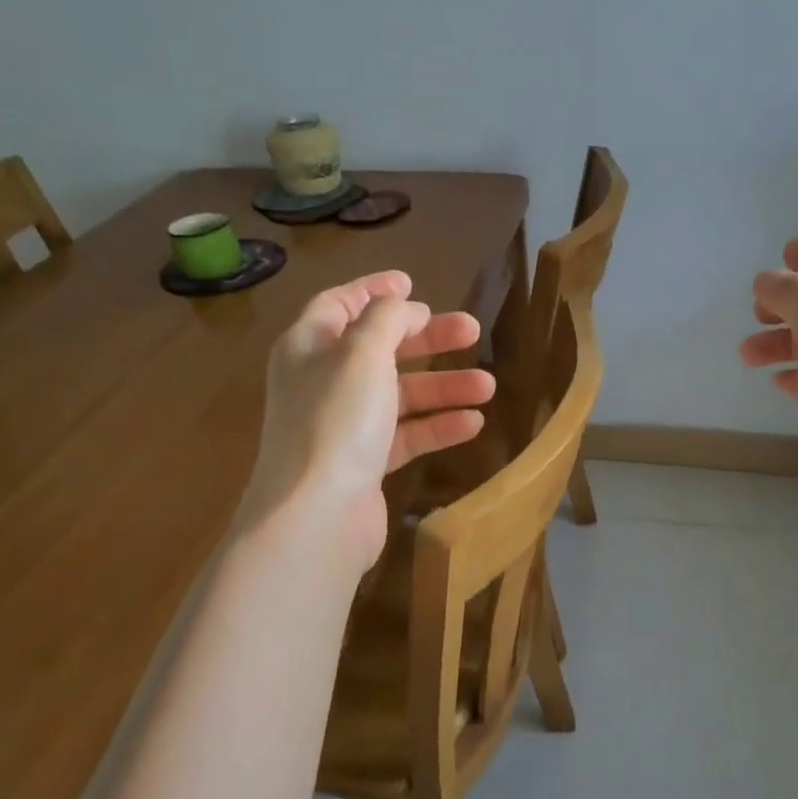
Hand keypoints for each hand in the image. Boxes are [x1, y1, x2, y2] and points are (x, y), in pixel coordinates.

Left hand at [240, 271, 494, 572]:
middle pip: (380, 348)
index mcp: (309, 347)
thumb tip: (404, 307)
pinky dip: (437, 426)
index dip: (374, 289)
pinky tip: (473, 423)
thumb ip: (387, 318)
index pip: (339, 304)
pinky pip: (405, 435)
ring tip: (489, 385)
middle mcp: (322, 382)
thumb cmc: (337, 420)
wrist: (316, 516)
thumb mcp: (363, 352)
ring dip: (443, 386)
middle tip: (472, 330)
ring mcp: (342, 426)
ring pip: (399, 394)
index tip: (412, 281)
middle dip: (427, 338)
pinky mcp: (363, 464)